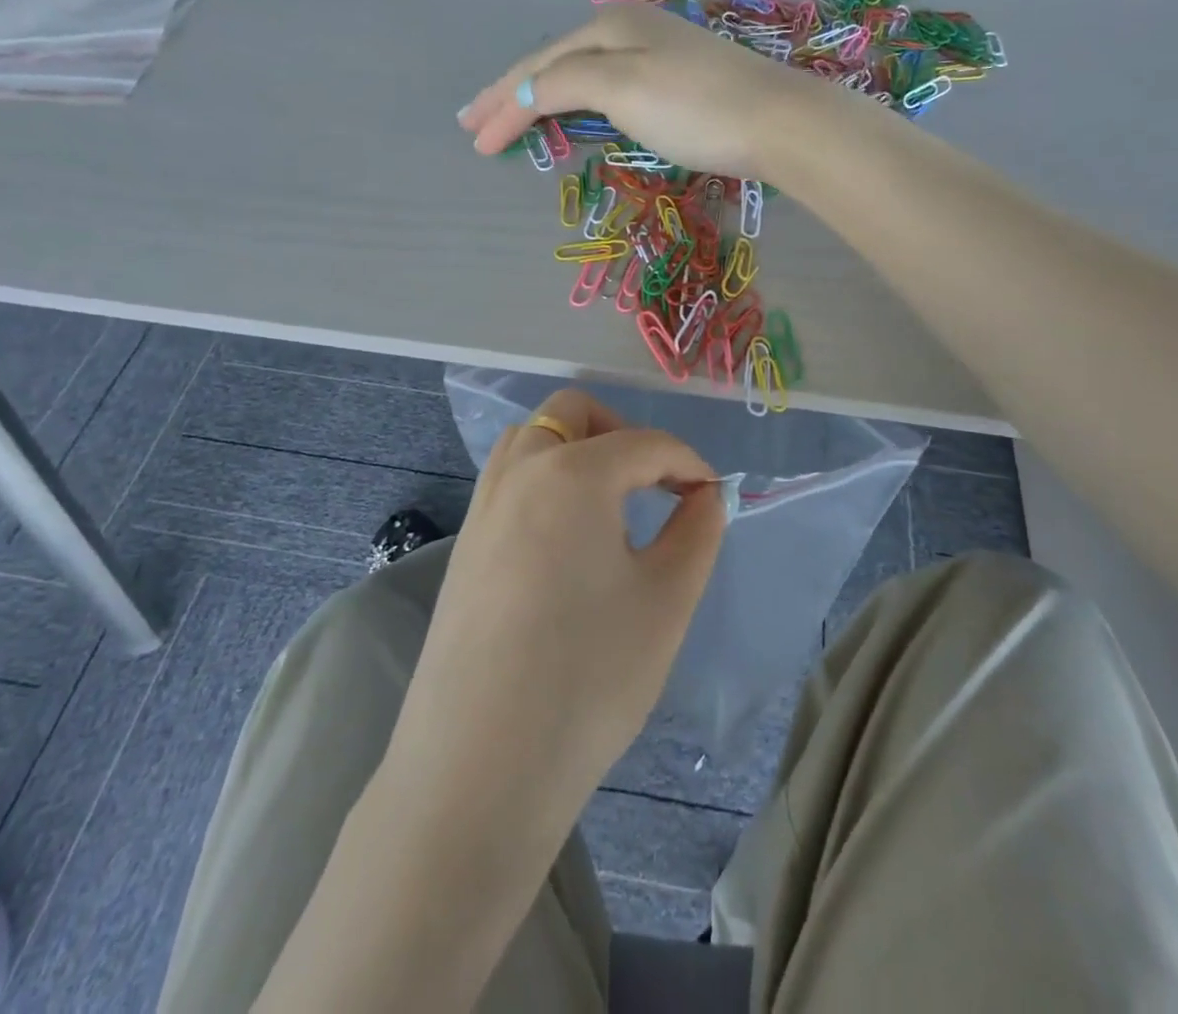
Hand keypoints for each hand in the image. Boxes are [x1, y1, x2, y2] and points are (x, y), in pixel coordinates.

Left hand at [381, 388, 726, 832]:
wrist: (479, 766)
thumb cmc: (588, 676)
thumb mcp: (666, 600)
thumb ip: (697, 532)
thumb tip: (704, 497)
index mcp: (572, 472)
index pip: (646, 443)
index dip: (690, 464)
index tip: (714, 498)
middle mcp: (520, 470)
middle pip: (574, 412)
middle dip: (624, 432)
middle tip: (655, 485)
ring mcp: (482, 505)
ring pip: (533, 438)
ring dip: (577, 449)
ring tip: (611, 505)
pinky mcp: (463, 543)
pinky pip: (510, 479)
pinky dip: (546, 479)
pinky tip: (566, 539)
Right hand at [458, 2, 828, 180]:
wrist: (779, 122)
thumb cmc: (695, 107)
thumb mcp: (622, 88)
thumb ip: (566, 83)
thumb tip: (525, 92)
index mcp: (610, 27)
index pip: (540, 69)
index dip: (503, 103)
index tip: (474, 142)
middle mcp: (630, 30)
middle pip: (556, 63)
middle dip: (513, 93)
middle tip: (474, 123)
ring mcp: (658, 53)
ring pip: (582, 74)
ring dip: (542, 96)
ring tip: (511, 117)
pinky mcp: (679, 81)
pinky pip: (608, 87)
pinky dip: (578, 101)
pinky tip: (575, 108)